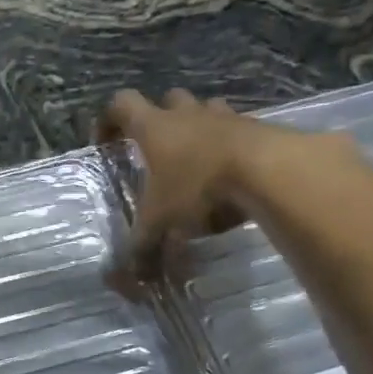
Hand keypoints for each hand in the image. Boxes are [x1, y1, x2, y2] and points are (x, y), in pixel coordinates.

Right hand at [96, 88, 359, 275]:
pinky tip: (229, 174)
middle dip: (160, 120)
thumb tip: (132, 273)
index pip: (122, 104)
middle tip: (157, 151)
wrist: (267, 171)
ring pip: (206, 110)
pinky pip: (236, 130)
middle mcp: (188, 115)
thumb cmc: (199, 187)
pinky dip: (228, 146)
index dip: (109, 120)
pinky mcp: (257, 129)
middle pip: (168, 100)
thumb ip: (143, 245)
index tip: (105, 142)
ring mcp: (225, 117)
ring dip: (198, 129)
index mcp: (155, 128)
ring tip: (195, 160)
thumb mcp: (161, 222)